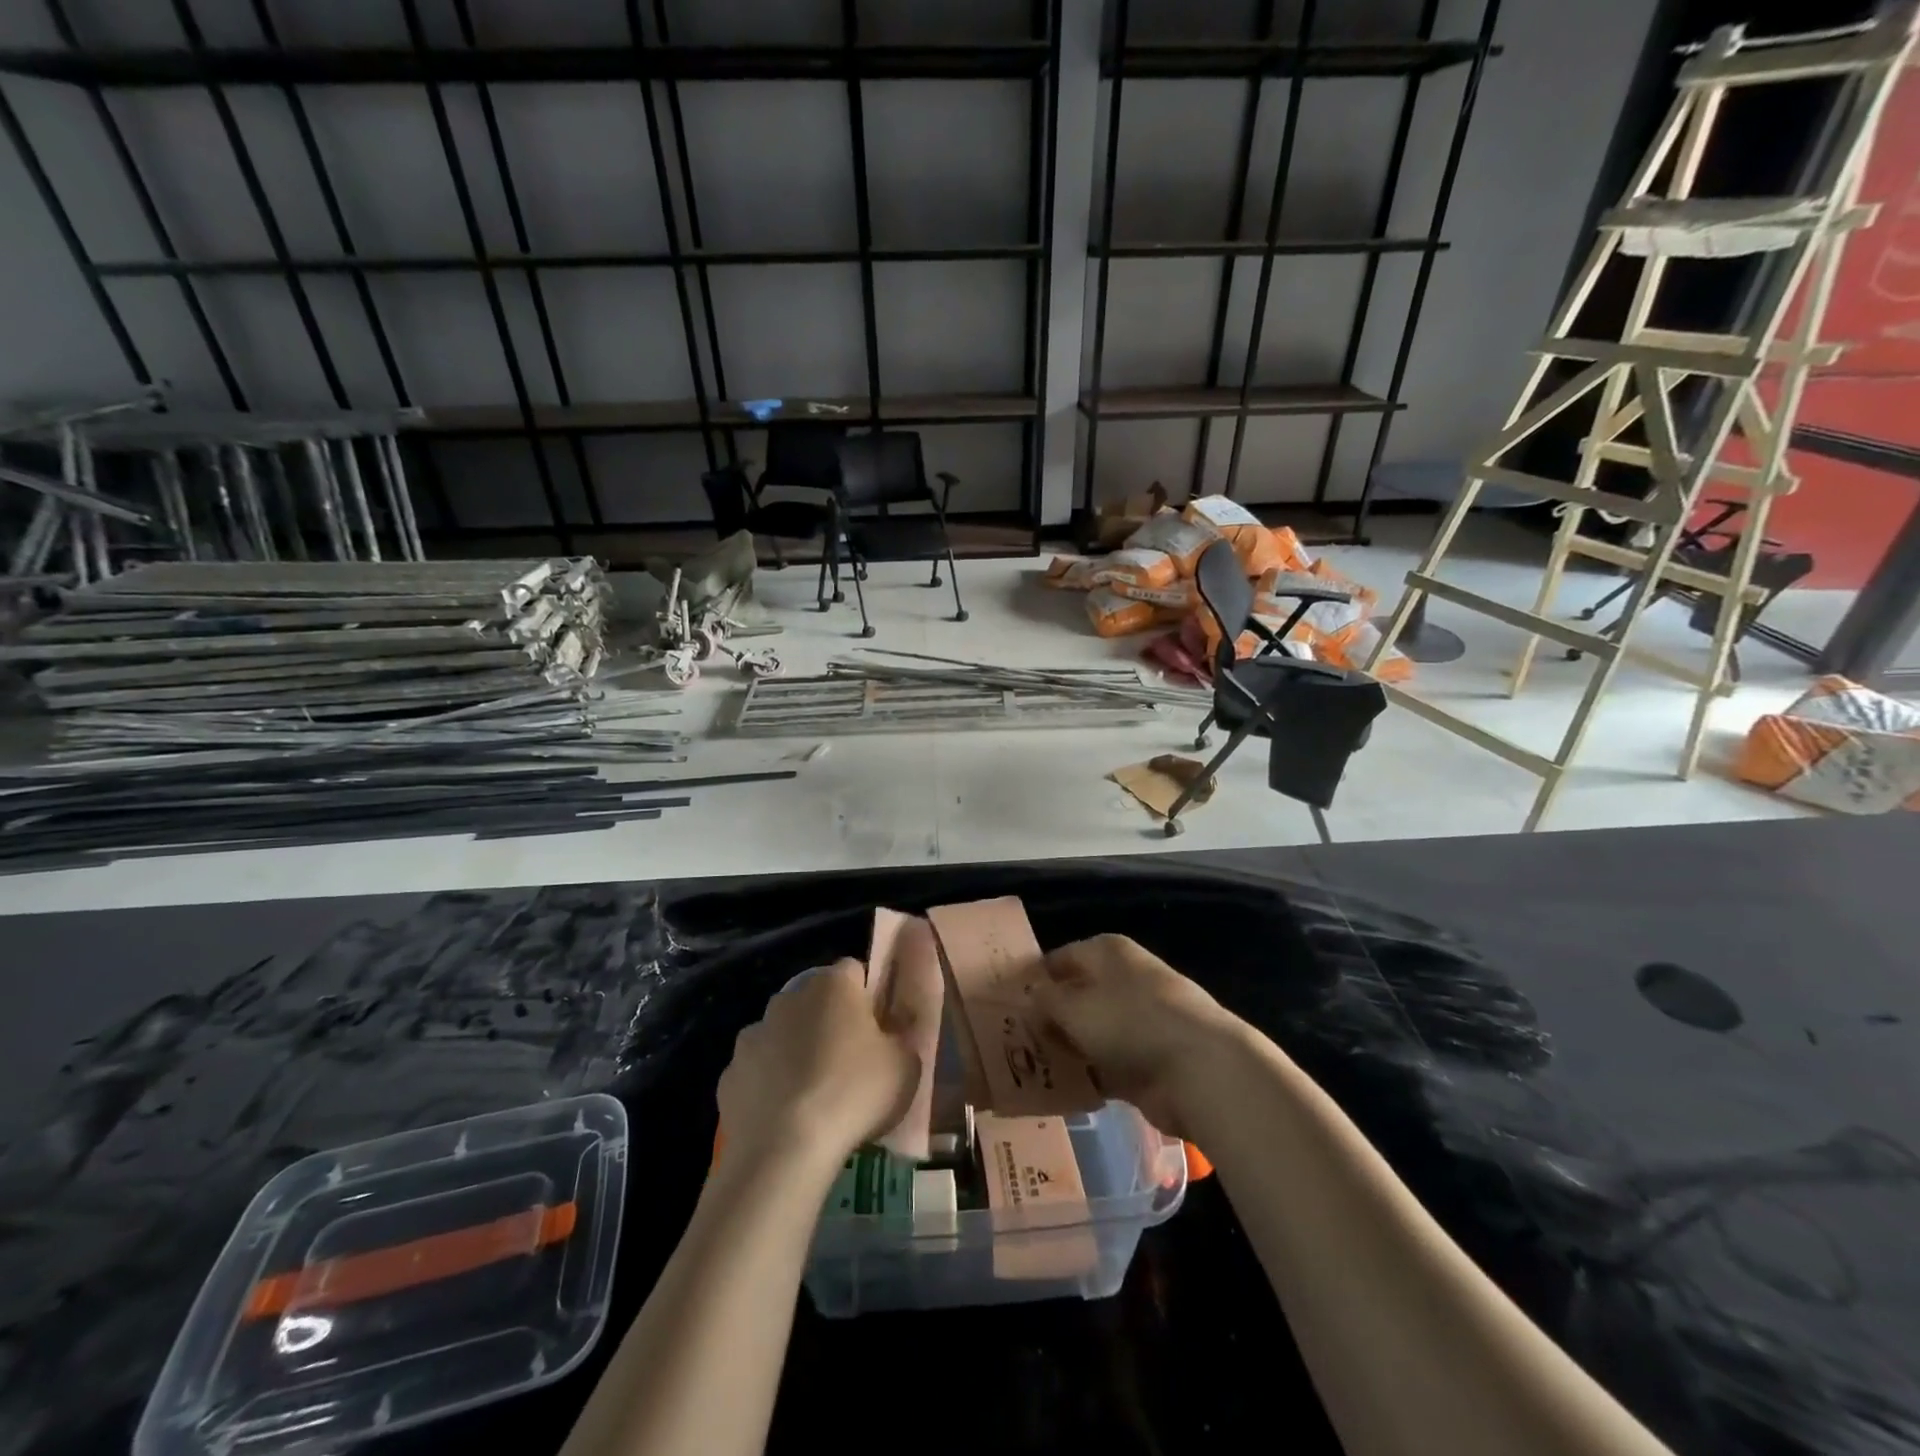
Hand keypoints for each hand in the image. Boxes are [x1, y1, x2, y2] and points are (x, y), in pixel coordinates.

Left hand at [717, 959, 920, 1176]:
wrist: (783, 1150)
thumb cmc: (853, 1094)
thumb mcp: (905, 1065)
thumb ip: (901, 1037)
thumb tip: (891, 1033)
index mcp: (833, 986)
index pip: (853, 971)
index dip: (867, 996)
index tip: (879, 1028)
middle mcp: (788, 998)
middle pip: (814, 1001)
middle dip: (828, 1023)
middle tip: (849, 1063)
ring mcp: (753, 1035)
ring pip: (781, 1035)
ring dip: (795, 1053)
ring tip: (814, 1097)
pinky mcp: (729, 1075)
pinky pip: (757, 1073)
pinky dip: (768, 1087)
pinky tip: (784, 1119)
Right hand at [1034, 935, 1244, 1137]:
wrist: (1200, 1068)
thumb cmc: (1129, 1021)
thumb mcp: (1074, 1007)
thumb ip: (1045, 1002)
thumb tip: (1031, 998)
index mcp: (1107, 952)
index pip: (1060, 959)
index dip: (1034, 979)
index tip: (1007, 1004)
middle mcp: (1123, 980)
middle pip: (1077, 996)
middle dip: (1049, 1018)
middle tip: (1013, 1041)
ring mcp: (1139, 1022)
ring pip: (1091, 1033)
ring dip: (1067, 1050)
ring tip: (1030, 1069)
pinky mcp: (1149, 1060)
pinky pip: (1107, 1065)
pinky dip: (1088, 1076)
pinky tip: (1061, 1091)